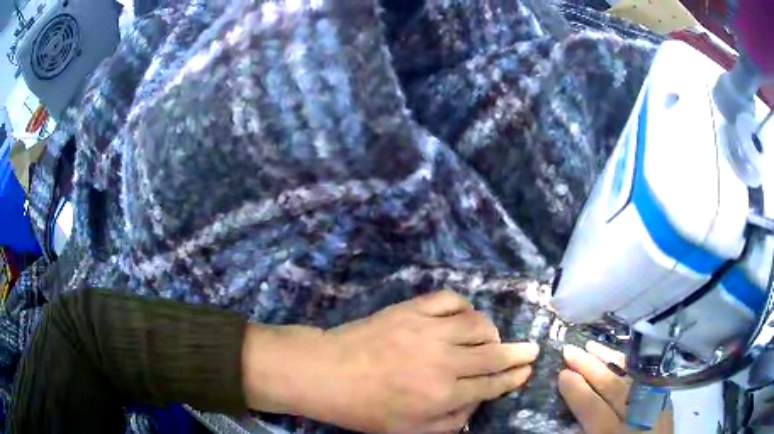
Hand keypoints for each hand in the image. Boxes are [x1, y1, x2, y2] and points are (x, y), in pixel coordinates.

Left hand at [244, 290, 539, 432]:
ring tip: (492, 338)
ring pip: (478, 324)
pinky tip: (464, 316)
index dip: (514, 376)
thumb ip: (450, 421)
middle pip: (494, 353)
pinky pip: (450, 299)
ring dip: (491, 332)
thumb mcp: (409, 431)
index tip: (528, 369)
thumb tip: (476, 403)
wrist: (326, 373)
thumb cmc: (366, 408)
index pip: (492, 384)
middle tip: (531, 349)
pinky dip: (464, 306)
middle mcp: (445, 360)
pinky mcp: (412, 309)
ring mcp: (429, 330)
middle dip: (517, 352)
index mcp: (444, 394)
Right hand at [558, 341, 672, 433]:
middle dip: (590, 367)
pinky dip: (631, 365)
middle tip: (570, 349)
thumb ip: (588, 430)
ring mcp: (654, 403)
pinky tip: (621, 357)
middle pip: (612, 386)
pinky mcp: (664, 398)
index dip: (577, 391)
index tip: (562, 374)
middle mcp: (637, 415)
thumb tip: (574, 408)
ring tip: (592, 345)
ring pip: (631, 375)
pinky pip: (645, 376)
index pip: (593, 408)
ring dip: (609, 359)